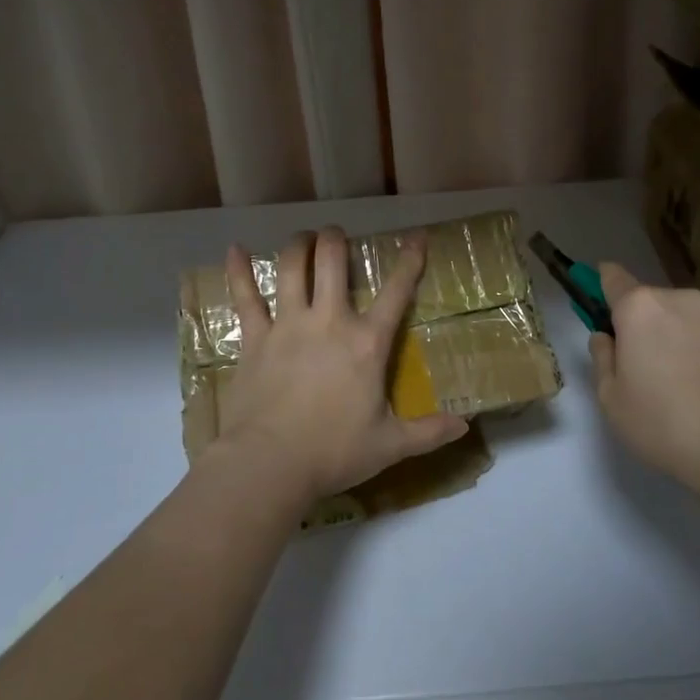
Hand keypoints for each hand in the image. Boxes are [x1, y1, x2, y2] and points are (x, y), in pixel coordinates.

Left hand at [210, 226, 469, 500]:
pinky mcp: (255, 338)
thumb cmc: (333, 452)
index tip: (417, 236)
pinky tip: (235, 249)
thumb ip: (428, 432)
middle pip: (332, 261)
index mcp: (367, 343)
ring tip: (303, 238)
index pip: (397, 291)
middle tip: (336, 235)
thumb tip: (465, 426)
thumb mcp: (390, 445)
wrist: (270, 464)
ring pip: (293, 268)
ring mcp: (288, 325)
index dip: (410, 260)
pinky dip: (239, 271)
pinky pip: (246, 298)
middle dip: (336, 239)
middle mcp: (329, 321)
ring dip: (299, 245)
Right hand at [588, 264, 699, 508]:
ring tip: (687, 385)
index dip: (602, 286)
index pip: (612, 277)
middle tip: (645, 368)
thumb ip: (602, 358)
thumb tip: (607, 338)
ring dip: (680, 337)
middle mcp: (682, 299)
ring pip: (688, 318)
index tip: (601, 307)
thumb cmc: (665, 426)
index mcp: (641, 308)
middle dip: (644, 324)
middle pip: (652, 301)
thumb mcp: (611, 400)